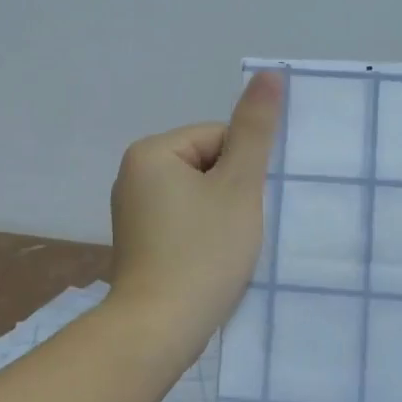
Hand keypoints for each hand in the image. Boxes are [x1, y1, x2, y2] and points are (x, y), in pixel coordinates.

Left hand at [107, 72, 282, 355]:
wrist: (159, 329)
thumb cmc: (202, 253)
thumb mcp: (238, 187)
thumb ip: (255, 130)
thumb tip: (268, 73)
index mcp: (151, 152)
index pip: (218, 137)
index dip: (243, 171)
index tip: (245, 208)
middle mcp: (133, 174)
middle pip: (207, 165)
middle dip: (232, 194)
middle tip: (238, 232)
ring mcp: (133, 211)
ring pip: (198, 196)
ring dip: (222, 217)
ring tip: (226, 250)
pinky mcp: (139, 241)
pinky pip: (183, 222)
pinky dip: (203, 237)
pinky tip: (210, 263)